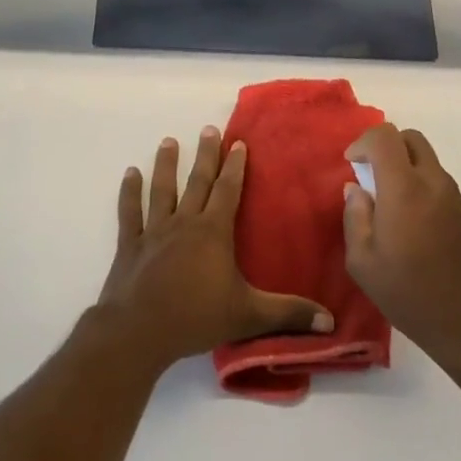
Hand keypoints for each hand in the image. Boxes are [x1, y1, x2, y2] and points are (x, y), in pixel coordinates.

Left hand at [99, 125, 333, 372]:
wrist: (138, 331)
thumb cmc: (196, 318)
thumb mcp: (249, 315)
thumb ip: (288, 314)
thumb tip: (330, 321)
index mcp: (213, 232)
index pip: (228, 190)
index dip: (235, 166)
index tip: (237, 142)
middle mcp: (184, 222)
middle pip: (197, 182)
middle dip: (205, 155)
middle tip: (208, 129)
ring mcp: (154, 231)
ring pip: (163, 190)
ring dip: (166, 165)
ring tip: (169, 142)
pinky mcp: (131, 244)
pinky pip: (130, 212)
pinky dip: (130, 192)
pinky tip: (130, 173)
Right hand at [343, 123, 460, 371]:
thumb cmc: (409, 294)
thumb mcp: (363, 262)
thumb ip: (355, 217)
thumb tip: (357, 189)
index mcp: (404, 188)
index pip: (384, 137)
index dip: (362, 142)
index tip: (351, 165)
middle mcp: (433, 182)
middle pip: (410, 138)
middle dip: (385, 146)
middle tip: (369, 175)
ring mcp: (454, 195)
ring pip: (426, 158)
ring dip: (404, 166)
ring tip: (387, 202)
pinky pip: (437, 180)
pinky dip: (419, 183)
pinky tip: (409, 221)